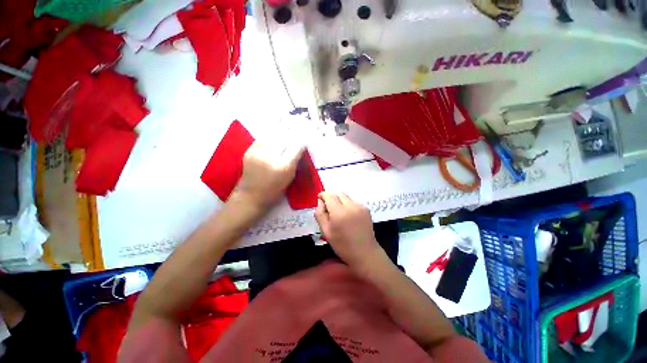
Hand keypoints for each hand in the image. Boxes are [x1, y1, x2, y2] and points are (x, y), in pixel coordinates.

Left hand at [233, 140, 304, 209]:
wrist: (251, 194)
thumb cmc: (274, 189)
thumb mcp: (290, 177)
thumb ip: (295, 161)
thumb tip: (300, 147)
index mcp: (284, 166)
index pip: (297, 147)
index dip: (301, 143)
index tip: (303, 143)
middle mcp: (272, 156)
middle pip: (285, 139)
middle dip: (291, 138)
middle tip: (294, 140)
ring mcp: (259, 152)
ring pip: (273, 136)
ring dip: (280, 137)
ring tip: (282, 140)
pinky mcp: (249, 150)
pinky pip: (262, 139)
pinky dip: (269, 139)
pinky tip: (271, 143)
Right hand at [314, 192, 382, 270]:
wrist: (365, 253)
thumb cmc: (342, 245)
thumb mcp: (326, 232)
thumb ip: (320, 214)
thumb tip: (320, 202)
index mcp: (339, 212)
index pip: (329, 195)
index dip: (323, 195)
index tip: (319, 199)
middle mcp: (350, 206)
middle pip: (338, 193)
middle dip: (331, 197)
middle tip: (327, 207)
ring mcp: (360, 206)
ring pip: (346, 197)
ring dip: (339, 200)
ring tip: (338, 212)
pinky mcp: (366, 209)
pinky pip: (353, 201)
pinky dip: (347, 204)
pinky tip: (347, 215)